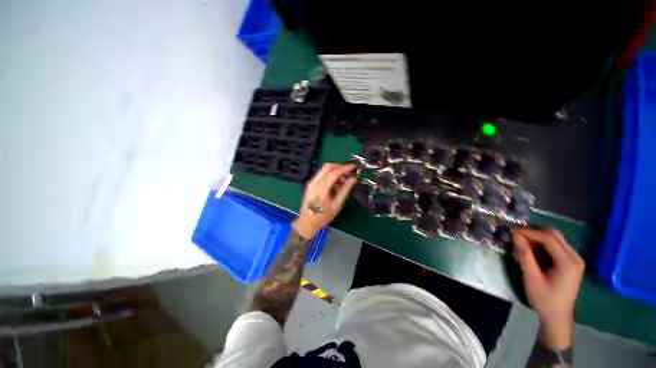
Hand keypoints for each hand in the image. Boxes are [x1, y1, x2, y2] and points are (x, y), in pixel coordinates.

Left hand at [293, 163, 357, 238]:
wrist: (307, 223)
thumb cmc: (323, 217)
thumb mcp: (337, 205)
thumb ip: (345, 190)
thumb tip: (353, 178)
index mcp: (321, 189)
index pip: (334, 172)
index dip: (345, 168)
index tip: (354, 167)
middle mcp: (314, 182)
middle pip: (327, 166)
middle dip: (339, 166)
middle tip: (349, 171)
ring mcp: (311, 182)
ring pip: (324, 169)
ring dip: (335, 170)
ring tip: (344, 179)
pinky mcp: (311, 184)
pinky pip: (321, 174)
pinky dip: (330, 175)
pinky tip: (336, 182)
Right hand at [512, 228, 584, 349]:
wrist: (558, 317)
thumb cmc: (544, 300)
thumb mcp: (531, 278)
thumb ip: (524, 256)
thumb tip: (515, 236)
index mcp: (568, 263)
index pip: (549, 238)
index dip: (530, 232)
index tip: (512, 232)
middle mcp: (575, 257)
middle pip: (555, 235)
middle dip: (534, 232)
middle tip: (517, 236)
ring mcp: (576, 259)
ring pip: (556, 238)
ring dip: (538, 237)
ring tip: (523, 243)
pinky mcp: (572, 262)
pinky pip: (558, 245)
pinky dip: (543, 244)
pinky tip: (533, 250)